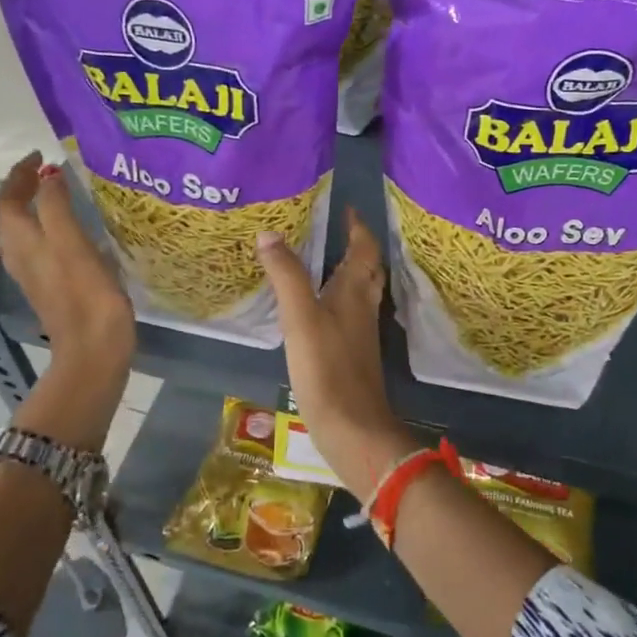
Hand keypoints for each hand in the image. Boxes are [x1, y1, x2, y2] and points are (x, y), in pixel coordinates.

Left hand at [0, 153, 134, 450]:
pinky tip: (68, 231)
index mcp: (22, 241)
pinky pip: (38, 247)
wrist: (93, 350)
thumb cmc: (86, 295)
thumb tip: (50, 176)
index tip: (42, 156)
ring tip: (57, 194)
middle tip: (50, 172)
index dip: (21, 174)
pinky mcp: (50, 287)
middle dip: (23, 189)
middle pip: (10, 214)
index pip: (9, 198)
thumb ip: (58, 207)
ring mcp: (34, 274)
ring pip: (21, 232)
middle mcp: (20, 255)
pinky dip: (46, 228)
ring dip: (33, 208)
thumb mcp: (73, 243)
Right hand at [257, 209, 417, 497]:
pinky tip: (317, 309)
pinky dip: (336, 301)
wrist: (352, 428)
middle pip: (367, 270)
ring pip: (359, 293)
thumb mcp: (300, 317)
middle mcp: (363, 308)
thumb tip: (270, 233)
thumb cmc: (327, 368)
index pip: (364, 249)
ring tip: (321, 262)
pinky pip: (348, 315)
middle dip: (355, 247)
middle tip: (333, 231)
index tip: (346, 208)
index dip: (357, 227)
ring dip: (347, 273)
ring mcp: (360, 334)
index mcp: (355, 292)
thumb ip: (286, 275)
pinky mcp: (352, 356)